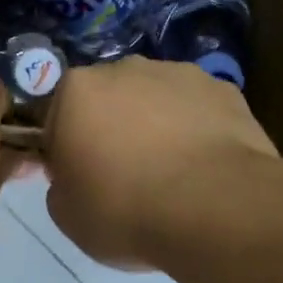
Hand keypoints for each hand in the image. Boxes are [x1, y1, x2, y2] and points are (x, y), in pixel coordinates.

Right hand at [42, 55, 277, 270]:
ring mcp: (178, 73)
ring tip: (173, 174)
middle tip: (126, 176)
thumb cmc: (127, 210)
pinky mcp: (222, 88)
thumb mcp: (67, 215)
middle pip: (109, 98)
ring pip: (156, 98)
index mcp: (77, 90)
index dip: (67, 148)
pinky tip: (207, 167)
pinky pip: (198, 109)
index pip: (59, 115)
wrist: (216, 207)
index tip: (81, 179)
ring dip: (157, 125)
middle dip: (113, 128)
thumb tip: (76, 177)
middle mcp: (125, 68)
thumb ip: (61, 184)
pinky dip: (198, 130)